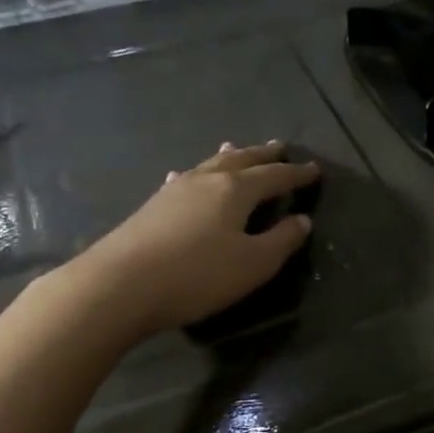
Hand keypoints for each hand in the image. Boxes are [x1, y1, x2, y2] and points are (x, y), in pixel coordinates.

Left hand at [70, 141, 318, 334]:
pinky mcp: (152, 207)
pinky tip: (184, 176)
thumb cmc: (197, 275)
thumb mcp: (253, 264)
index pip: (274, 176)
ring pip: (209, 165)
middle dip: (263, 155)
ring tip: (236, 148)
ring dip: (229, 157)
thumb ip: (282, 241)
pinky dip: (195, 174)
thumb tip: (302, 220)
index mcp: (236, 190)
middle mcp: (206, 181)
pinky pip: (184, 180)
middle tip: (279, 146)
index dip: (296, 174)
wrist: (119, 286)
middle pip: (241, 161)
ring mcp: (175, 190)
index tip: (314, 170)